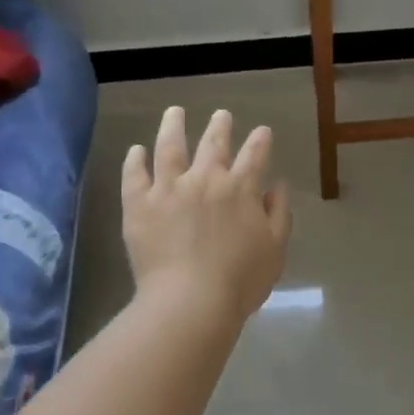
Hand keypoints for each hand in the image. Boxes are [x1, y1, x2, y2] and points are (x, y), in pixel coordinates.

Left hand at [123, 106, 292, 324]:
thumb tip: (277, 186)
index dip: (261, 141)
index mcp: (241, 189)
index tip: (263, 131)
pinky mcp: (139, 205)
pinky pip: (135, 175)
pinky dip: (135, 160)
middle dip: (220, 126)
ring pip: (170, 148)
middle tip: (221, 114)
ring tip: (174, 112)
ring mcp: (169, 189)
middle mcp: (205, 179)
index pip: (255, 155)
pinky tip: (136, 150)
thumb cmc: (240, 280)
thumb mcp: (275, 248)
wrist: (190, 302)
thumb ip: (279, 213)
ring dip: (173, 126)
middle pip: (213, 144)